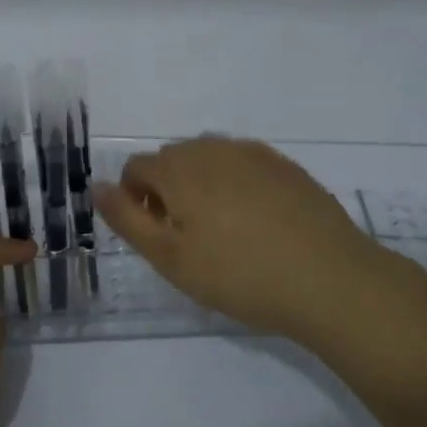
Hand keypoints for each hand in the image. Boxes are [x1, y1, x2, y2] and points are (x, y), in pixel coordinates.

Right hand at [94, 136, 386, 339]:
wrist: (329, 278)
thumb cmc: (239, 274)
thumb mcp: (170, 258)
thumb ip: (126, 218)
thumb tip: (97, 187)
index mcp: (178, 168)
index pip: (135, 168)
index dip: (136, 201)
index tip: (158, 238)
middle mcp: (211, 148)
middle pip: (171, 160)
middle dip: (168, 191)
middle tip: (189, 240)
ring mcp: (252, 153)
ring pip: (208, 160)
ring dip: (201, 185)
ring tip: (224, 231)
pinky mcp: (285, 165)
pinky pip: (243, 165)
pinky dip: (236, 185)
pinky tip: (258, 222)